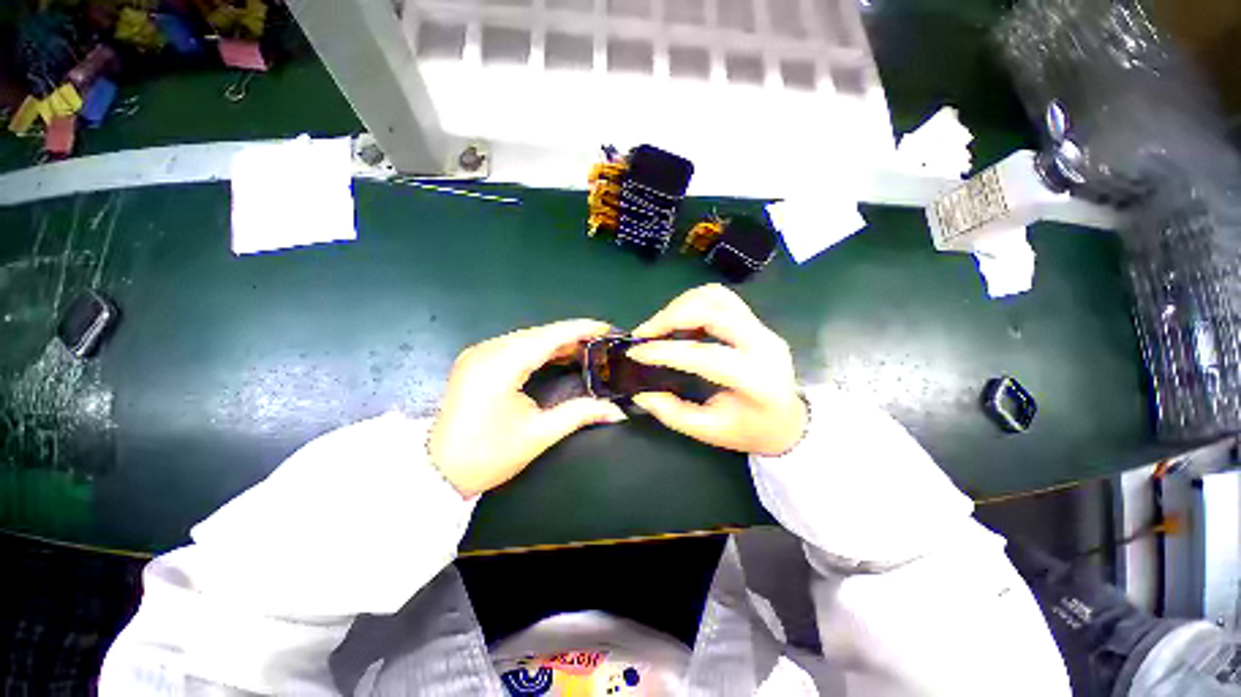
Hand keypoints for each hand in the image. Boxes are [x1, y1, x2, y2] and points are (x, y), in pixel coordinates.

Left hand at [429, 320, 626, 496]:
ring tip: (587, 349)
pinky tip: (558, 356)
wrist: (437, 472)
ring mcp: (479, 353)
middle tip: (602, 344)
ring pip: (527, 338)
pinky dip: (540, 350)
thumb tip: (616, 411)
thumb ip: (580, 414)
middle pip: (538, 334)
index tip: (607, 328)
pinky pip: (515, 346)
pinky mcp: (477, 361)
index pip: (549, 336)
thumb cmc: (488, 455)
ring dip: (557, 343)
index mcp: (501, 364)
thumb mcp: (539, 434)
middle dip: (572, 336)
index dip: (580, 329)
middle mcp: (488, 350)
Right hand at [627, 285, 806, 455]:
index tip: (636, 352)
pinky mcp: (756, 321)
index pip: (705, 355)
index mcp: (755, 379)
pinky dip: (693, 304)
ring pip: (716, 297)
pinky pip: (720, 300)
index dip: (666, 351)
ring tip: (660, 326)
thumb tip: (641, 394)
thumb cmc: (750, 430)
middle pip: (713, 310)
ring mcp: (762, 328)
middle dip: (671, 316)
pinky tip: (680, 323)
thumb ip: (673, 413)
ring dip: (681, 305)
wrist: (789, 421)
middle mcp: (763, 344)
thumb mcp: (709, 431)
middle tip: (645, 333)